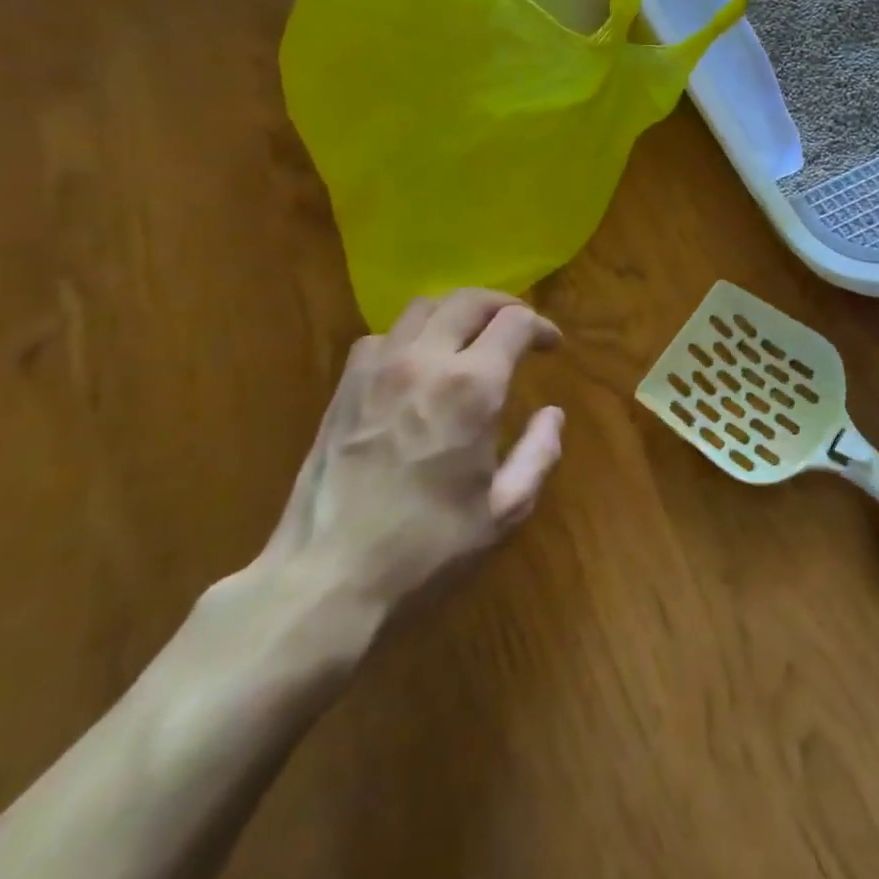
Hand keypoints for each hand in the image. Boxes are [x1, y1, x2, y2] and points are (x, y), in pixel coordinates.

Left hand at [254, 290, 564, 645]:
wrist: (326, 579)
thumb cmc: (426, 549)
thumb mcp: (503, 511)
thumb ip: (539, 454)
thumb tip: (552, 414)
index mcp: (472, 387)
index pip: (515, 322)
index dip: (541, 326)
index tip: (551, 345)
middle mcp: (426, 360)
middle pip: (470, 300)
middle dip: (503, 305)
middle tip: (519, 327)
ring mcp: (379, 368)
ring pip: (425, 306)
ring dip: (457, 312)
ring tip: (471, 337)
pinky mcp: (346, 385)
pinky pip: (385, 335)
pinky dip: (413, 334)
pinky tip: (418, 363)